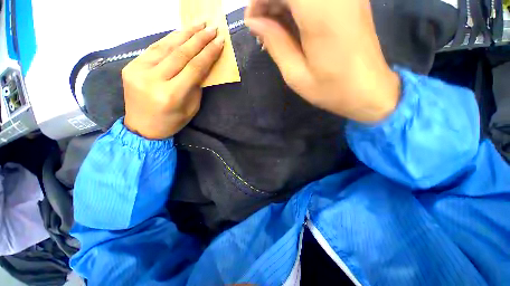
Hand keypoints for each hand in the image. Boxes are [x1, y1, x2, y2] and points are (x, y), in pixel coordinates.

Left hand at [123, 24, 223, 138]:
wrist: (142, 128)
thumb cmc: (172, 122)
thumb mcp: (191, 108)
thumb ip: (196, 86)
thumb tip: (203, 66)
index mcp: (172, 95)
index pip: (194, 68)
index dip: (208, 53)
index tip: (219, 41)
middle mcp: (154, 79)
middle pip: (180, 53)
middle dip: (199, 39)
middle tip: (212, 27)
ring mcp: (138, 70)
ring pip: (166, 46)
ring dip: (184, 33)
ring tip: (199, 24)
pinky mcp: (130, 66)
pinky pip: (154, 49)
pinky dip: (169, 40)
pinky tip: (180, 33)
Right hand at [245, 0, 400, 122]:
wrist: (369, 91)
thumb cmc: (331, 89)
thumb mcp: (296, 74)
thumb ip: (275, 43)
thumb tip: (254, 22)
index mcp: (321, 11)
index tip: (253, 23)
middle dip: (269, 0)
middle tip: (263, 29)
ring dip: (282, 3)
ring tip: (275, 31)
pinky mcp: (349, 0)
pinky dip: (297, 6)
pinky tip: (291, 25)